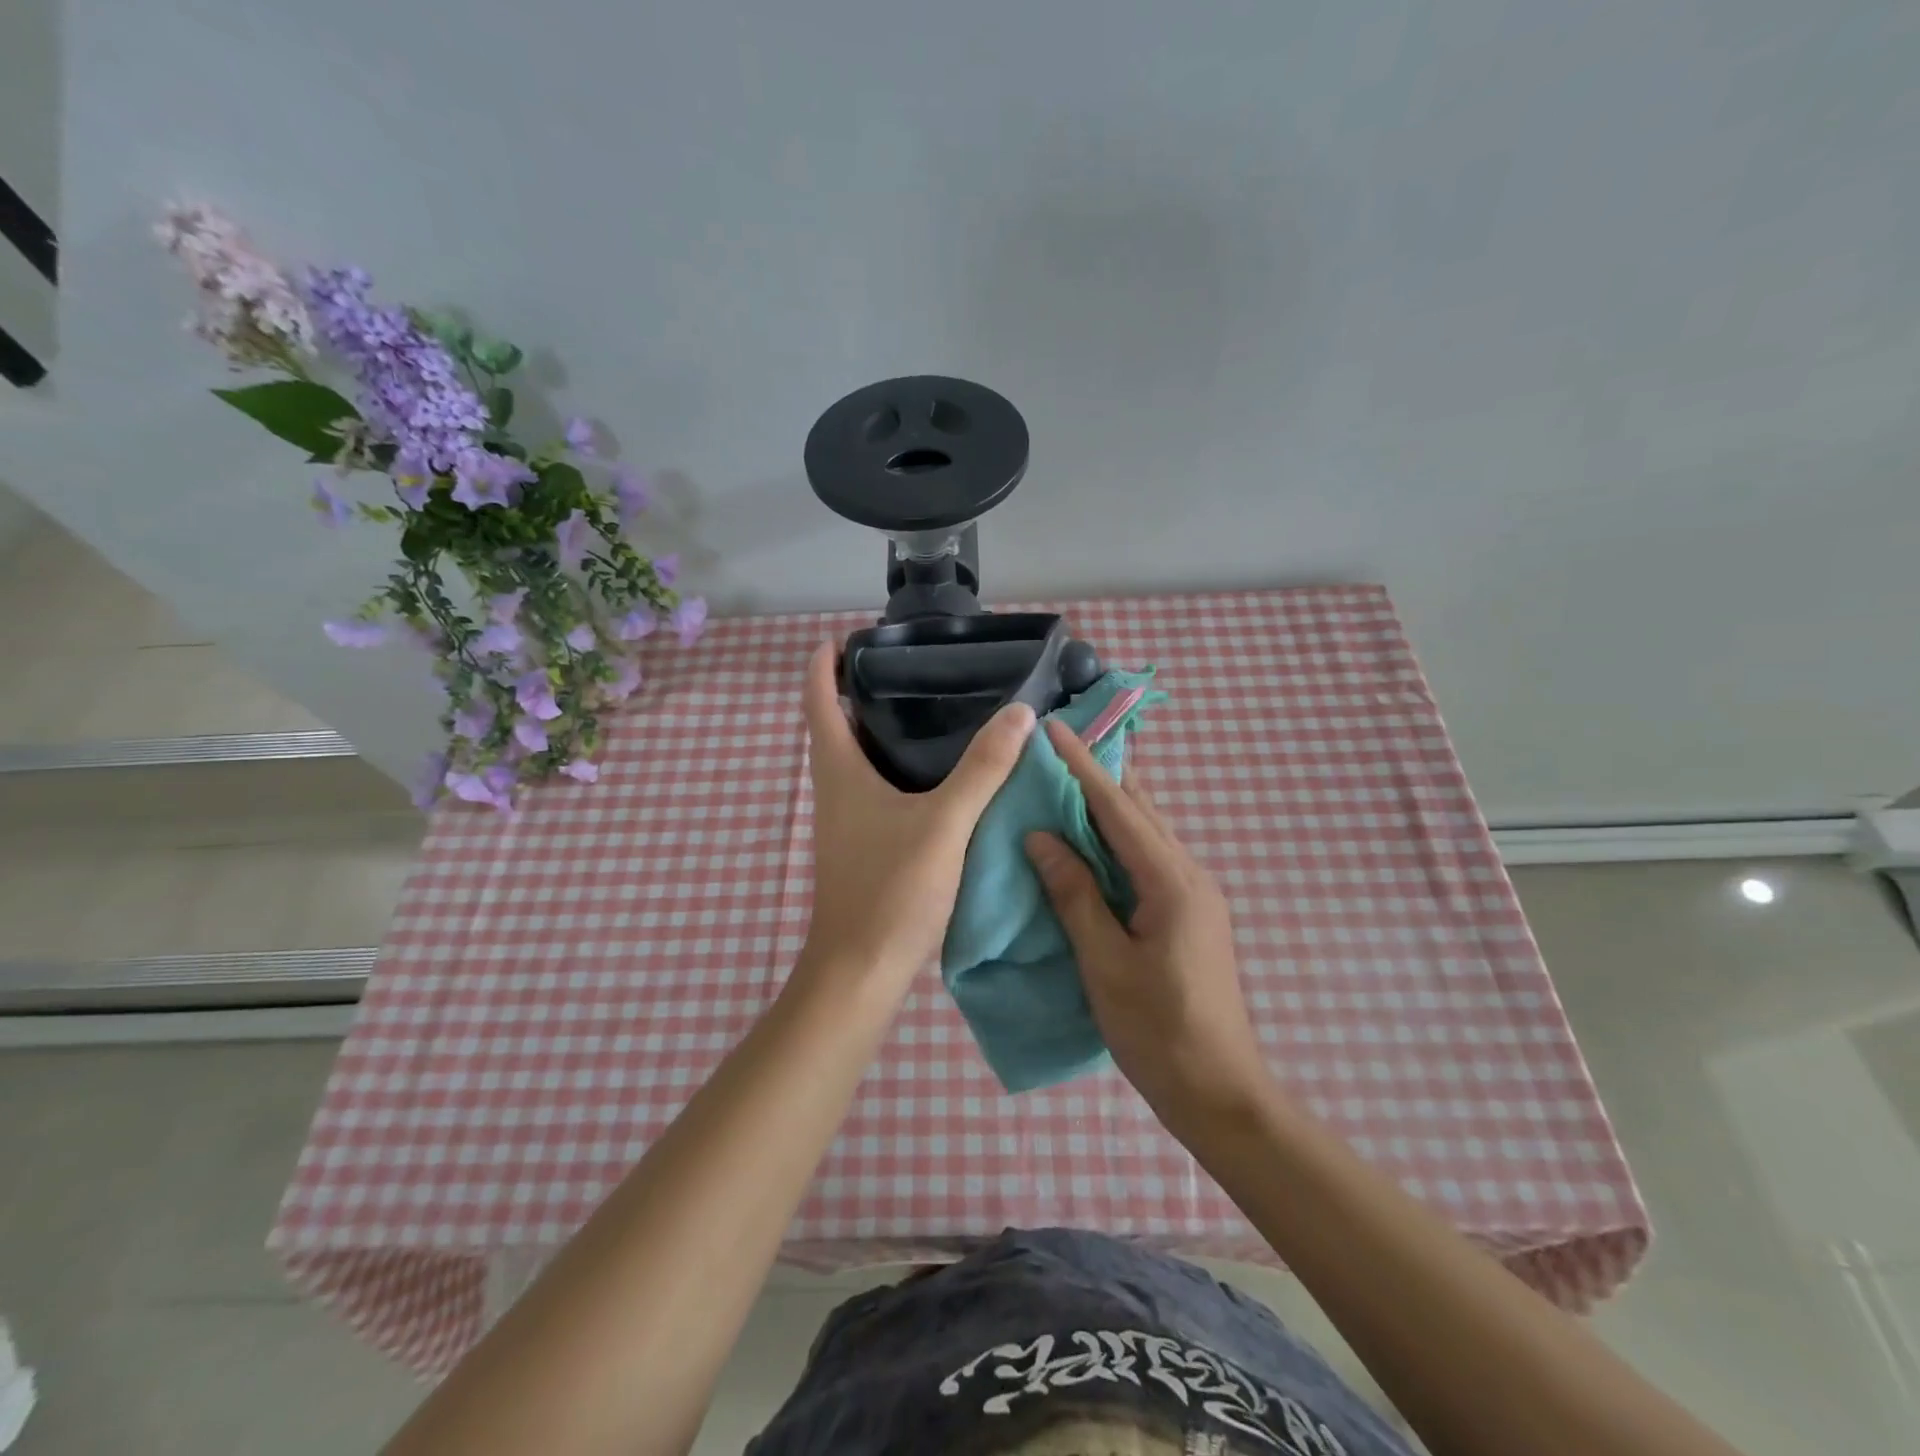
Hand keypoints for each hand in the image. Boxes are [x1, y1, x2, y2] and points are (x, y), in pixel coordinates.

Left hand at [800, 641, 1034, 989]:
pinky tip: (938, 776)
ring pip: (859, 761)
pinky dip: (899, 770)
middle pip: (837, 727)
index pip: (818, 702)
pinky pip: (877, 791)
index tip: (844, 638)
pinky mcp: (863, 847)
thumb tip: (1020, 713)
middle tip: (910, 668)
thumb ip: (983, 768)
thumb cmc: (891, 890)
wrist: (860, 972)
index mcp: (839, 771)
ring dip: (882, 732)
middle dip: (861, 693)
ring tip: (932, 710)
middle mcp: (835, 790)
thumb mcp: (944, 823)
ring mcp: (846, 822)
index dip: (823, 666)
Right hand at [1025, 719, 1270, 1131]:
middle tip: (1062, 743)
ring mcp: (1196, 894)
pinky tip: (1096, 839)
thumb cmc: (1158, 1031)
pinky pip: (1151, 857)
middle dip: (1101, 773)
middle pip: (1141, 810)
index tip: (1053, 728)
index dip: (1082, 766)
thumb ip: (1074, 894)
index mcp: (1171, 881)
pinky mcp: (1191, 914)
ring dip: (1112, 803)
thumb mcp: (1105, 963)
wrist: (1221, 1093)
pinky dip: (1120, 837)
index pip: (1118, 808)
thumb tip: (1041, 837)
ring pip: (1149, 832)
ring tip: (1073, 777)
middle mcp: (1190, 875)